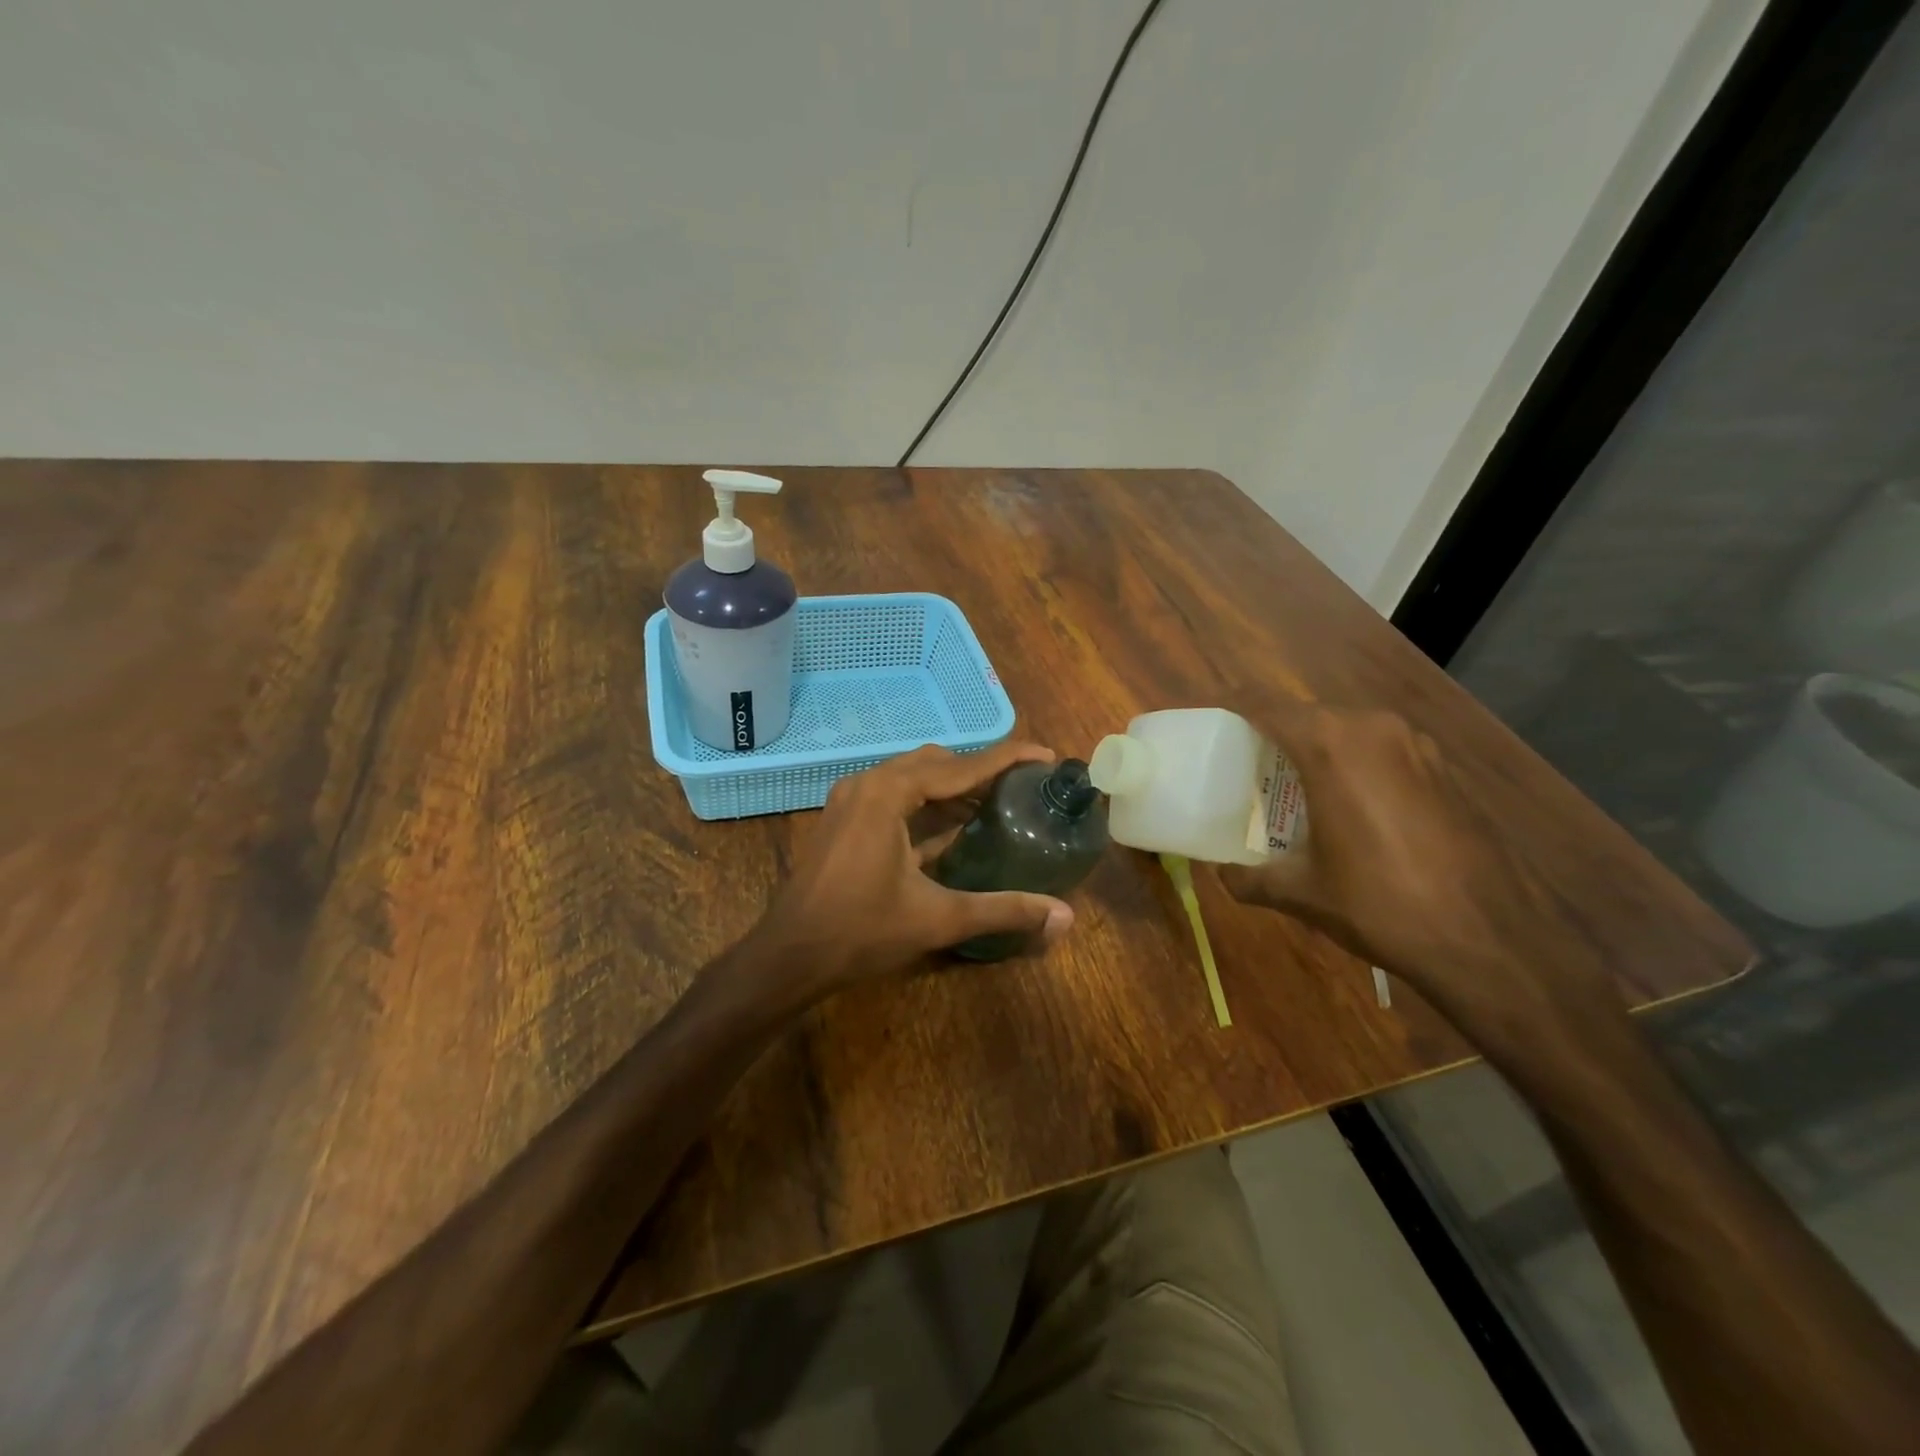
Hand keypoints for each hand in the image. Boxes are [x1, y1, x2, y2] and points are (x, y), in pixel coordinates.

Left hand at [755, 742, 1075, 994]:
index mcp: (889, 793)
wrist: (789, 956)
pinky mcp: (843, 818)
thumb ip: (1002, 911)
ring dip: (952, 785)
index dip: (1007, 759)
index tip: (1046, 756)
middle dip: (980, 770)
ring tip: (994, 803)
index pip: (961, 766)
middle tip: (1021, 787)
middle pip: (937, 762)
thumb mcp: (938, 918)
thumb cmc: (861, 931)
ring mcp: (850, 799)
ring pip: (913, 775)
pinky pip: (894, 793)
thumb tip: (1064, 918)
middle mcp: (868, 783)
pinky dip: (927, 801)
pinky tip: (952, 825)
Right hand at [1218, 699, 1625, 1050]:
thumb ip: (1248, 878)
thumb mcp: (1300, 892)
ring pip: (1346, 728)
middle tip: (1245, 764)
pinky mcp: (1442, 767)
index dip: (1230, 704)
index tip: (1209, 718)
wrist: (1485, 938)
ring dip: (1315, 746)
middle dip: (1272, 731)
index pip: (1264, 703)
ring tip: (1292, 784)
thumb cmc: (1378, 904)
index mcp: (1330, 744)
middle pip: (1305, 713)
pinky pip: (1379, 748)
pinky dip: (1353, 761)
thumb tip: (1222, 875)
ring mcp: (1415, 744)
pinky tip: (1348, 803)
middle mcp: (1372, 728)